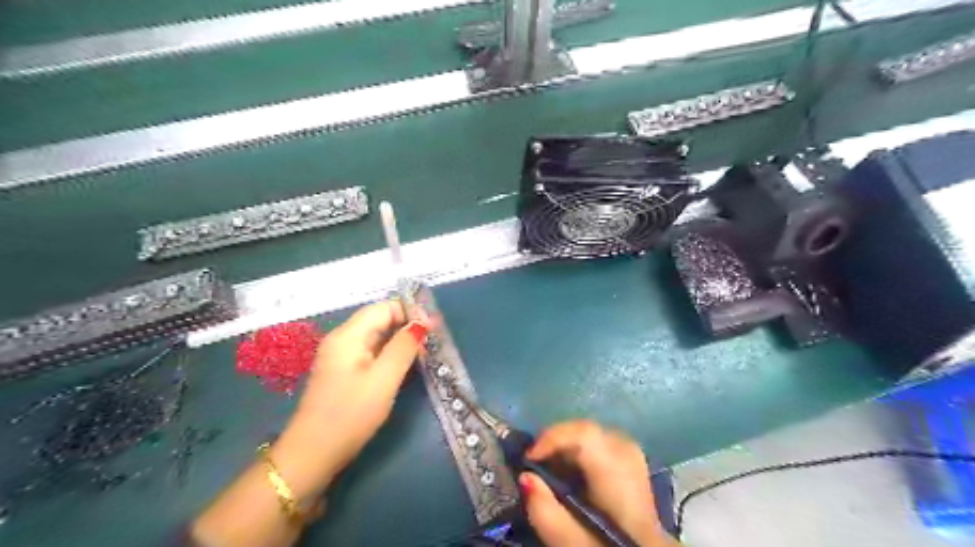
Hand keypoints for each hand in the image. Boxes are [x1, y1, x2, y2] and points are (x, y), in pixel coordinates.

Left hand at [272, 301, 426, 498]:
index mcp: (348, 335)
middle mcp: (342, 339)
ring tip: (423, 355)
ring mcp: (340, 357)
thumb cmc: (351, 414)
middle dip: (407, 325)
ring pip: (376, 337)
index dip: (410, 312)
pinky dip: (389, 354)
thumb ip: (404, 347)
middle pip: (379, 320)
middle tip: (432, 343)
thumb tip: (421, 324)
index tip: (433, 329)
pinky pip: (370, 352)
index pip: (384, 308)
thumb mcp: (384, 379)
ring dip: (400, 341)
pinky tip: (403, 367)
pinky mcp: (343, 373)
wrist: (313, 454)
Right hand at [522, 421, 679, 545]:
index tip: (528, 459)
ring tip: (550, 472)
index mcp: (619, 474)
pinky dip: (579, 452)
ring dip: (566, 448)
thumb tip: (525, 476)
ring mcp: (634, 456)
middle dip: (556, 443)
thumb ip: (547, 514)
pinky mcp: (632, 460)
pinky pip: (599, 442)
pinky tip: (571, 475)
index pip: (585, 434)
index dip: (552, 437)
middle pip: (586, 430)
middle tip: (535, 466)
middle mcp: (629, 455)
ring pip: (591, 434)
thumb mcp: (574, 544)